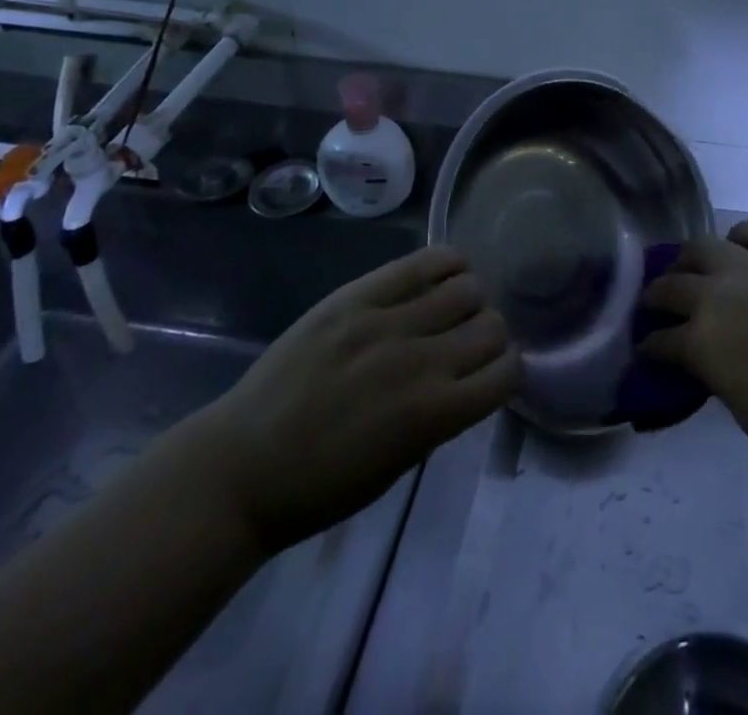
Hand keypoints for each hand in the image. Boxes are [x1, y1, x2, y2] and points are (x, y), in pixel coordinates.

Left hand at [198, 246, 517, 553]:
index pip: (506, 372)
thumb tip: (472, 376)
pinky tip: (442, 276)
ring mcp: (387, 322)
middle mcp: (421, 361)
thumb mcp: (399, 465)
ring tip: (449, 309)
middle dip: (489, 335)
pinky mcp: (358, 296)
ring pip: (466, 287)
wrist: (241, 467)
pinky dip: (446, 265)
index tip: (491, 373)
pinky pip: (423, 262)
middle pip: (492, 324)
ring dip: (468, 301)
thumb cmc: (322, 486)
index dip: (505, 371)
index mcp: (434, 414)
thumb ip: (444, 415)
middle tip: (466, 343)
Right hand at [637, 219, 747, 493]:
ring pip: (704, 246)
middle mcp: (720, 294)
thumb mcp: (740, 408)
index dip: (649, 348)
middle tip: (656, 306)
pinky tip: (738, 250)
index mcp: (702, 341)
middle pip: (672, 283)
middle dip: (657, 296)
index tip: (646, 351)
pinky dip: (739, 238)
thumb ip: (713, 371)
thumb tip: (702, 357)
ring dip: (690, 260)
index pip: (660, 340)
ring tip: (691, 269)